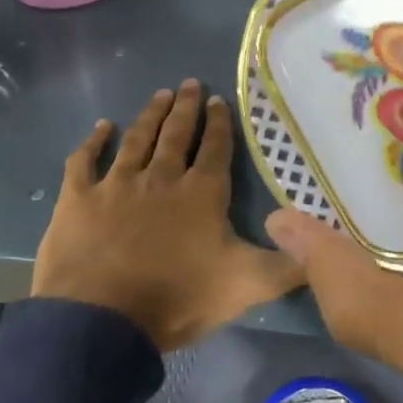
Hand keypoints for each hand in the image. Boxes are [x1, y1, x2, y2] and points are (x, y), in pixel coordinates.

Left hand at [35, 81, 302, 350]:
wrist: (102, 320)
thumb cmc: (177, 298)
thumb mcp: (246, 286)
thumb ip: (288, 266)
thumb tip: (323, 248)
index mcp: (201, 193)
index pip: (215, 148)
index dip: (219, 123)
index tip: (220, 99)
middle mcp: (161, 177)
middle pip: (176, 134)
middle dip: (186, 108)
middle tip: (190, 83)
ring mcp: (117, 184)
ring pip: (137, 139)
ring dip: (150, 115)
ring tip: (160, 94)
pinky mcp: (79, 198)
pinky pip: (85, 160)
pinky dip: (93, 142)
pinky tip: (101, 128)